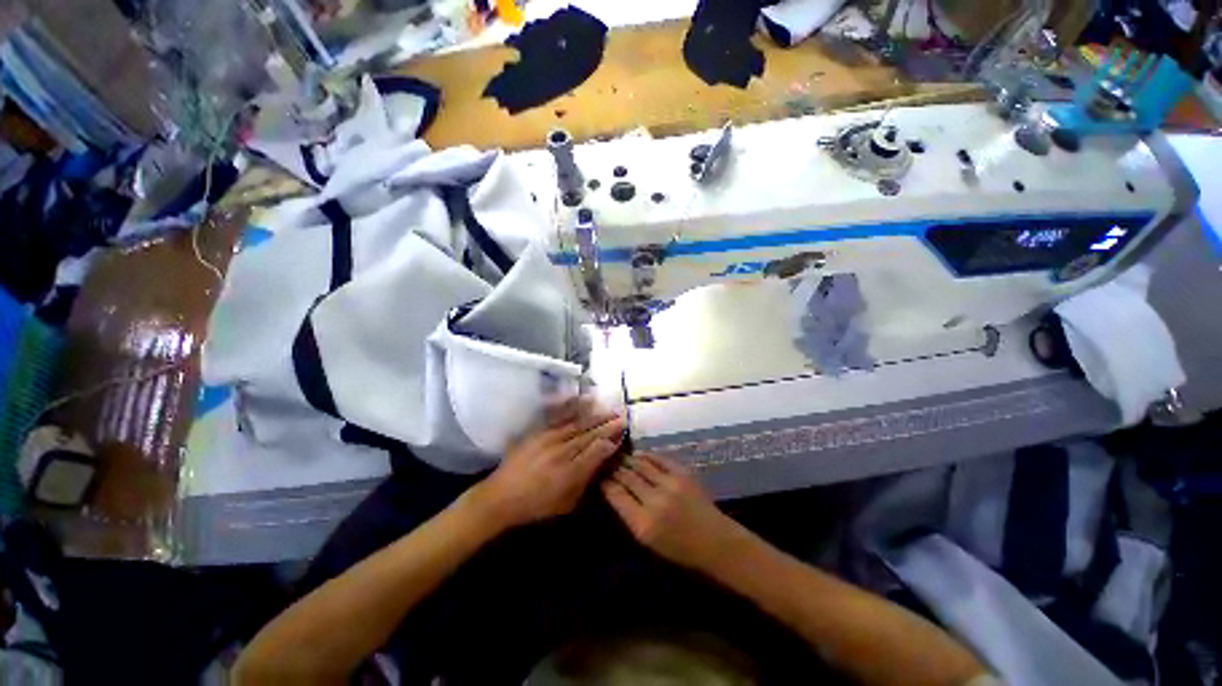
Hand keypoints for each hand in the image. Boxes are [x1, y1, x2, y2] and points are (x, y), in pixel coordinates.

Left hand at [467, 399, 624, 529]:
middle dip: (607, 425)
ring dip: (595, 417)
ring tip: (610, 410)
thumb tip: (602, 462)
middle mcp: (561, 452)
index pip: (596, 451)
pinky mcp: (539, 432)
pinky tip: (584, 401)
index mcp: (569, 474)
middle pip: (589, 435)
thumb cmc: (536, 506)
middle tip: (622, 417)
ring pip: (578, 424)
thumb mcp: (565, 503)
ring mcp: (549, 439)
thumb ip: (585, 481)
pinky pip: (560, 417)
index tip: (622, 433)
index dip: (610, 441)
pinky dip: (574, 408)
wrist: (501, 497)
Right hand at [602, 453, 741, 570]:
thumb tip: (613, 489)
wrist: (713, 540)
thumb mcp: (647, 539)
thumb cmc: (678, 547)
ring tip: (620, 456)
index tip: (600, 475)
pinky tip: (639, 455)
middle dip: (615, 468)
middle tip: (607, 461)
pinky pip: (658, 458)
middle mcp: (655, 500)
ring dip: (628, 459)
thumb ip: (628, 514)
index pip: (616, 494)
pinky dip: (646, 455)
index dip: (606, 482)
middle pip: (627, 476)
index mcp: (643, 523)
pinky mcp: (683, 472)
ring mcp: (670, 483)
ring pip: (641, 464)